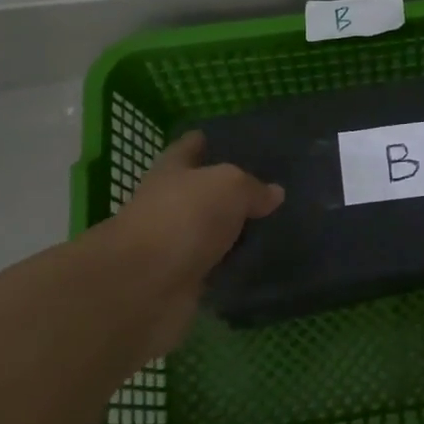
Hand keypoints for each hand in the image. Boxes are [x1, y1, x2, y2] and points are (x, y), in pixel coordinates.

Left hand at [90, 131, 283, 316]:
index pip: (189, 147)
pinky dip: (235, 264)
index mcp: (172, 170)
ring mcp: (177, 243)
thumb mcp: (229, 185)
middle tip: (273, 187)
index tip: (234, 138)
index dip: (207, 140)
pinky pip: (218, 265)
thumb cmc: (184, 217)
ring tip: (277, 224)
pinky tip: (264, 260)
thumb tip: (274, 193)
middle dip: (231, 190)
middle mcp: (171, 203)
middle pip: (203, 191)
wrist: (146, 285)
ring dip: (236, 231)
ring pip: (213, 231)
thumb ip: (253, 187)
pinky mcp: (185, 279)